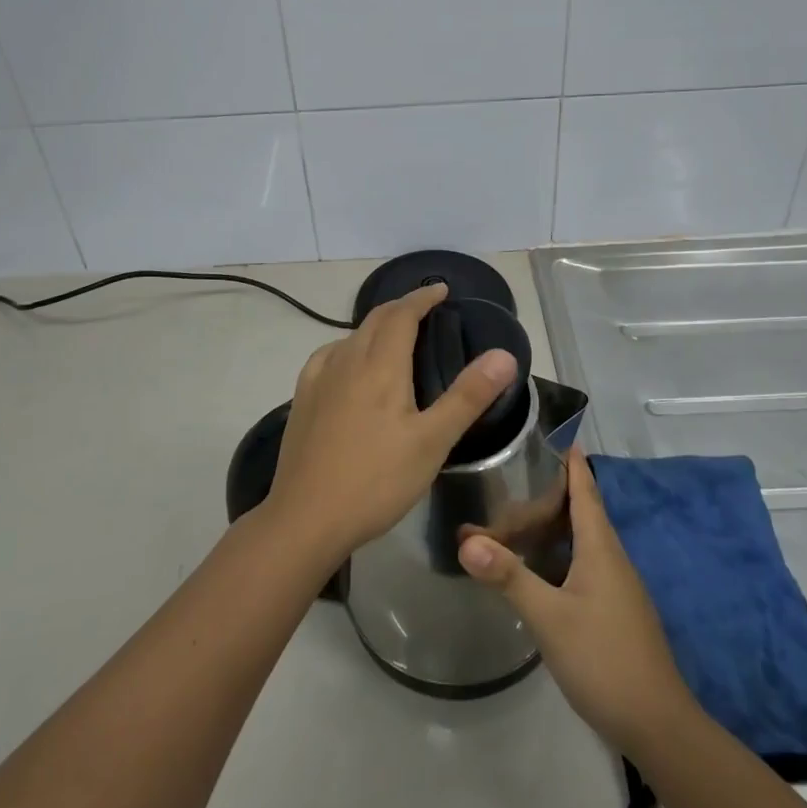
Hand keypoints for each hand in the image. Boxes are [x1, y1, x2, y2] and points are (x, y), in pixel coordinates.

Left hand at [265, 283, 517, 568]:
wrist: (306, 518)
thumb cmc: (377, 480)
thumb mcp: (433, 441)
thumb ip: (468, 395)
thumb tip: (504, 354)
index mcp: (381, 365)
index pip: (402, 314)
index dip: (422, 297)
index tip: (441, 289)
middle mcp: (347, 361)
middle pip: (375, 319)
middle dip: (401, 307)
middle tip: (425, 309)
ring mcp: (319, 379)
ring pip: (351, 336)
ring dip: (376, 326)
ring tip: (394, 336)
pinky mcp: (302, 400)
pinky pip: (328, 356)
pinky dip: (348, 346)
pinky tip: (348, 364)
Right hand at [458, 447, 698, 757]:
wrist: (657, 724)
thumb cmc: (604, 658)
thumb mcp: (550, 617)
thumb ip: (509, 577)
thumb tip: (466, 539)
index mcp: (601, 547)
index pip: (585, 488)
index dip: (571, 460)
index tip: (553, 431)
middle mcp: (611, 558)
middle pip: (581, 511)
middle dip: (550, 491)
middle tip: (510, 475)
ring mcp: (615, 585)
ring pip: (581, 539)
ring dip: (552, 524)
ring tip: (515, 514)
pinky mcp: (613, 609)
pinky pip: (582, 563)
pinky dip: (557, 552)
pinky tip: (536, 565)